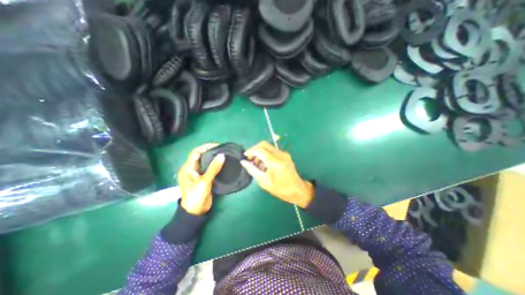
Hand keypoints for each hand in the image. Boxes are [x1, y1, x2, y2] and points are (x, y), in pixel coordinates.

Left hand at [178, 144, 223, 214]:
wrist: (195, 212)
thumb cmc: (196, 196)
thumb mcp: (205, 181)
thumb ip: (213, 168)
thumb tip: (222, 155)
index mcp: (188, 168)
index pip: (196, 152)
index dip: (206, 147)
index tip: (217, 145)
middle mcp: (192, 169)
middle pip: (201, 156)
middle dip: (211, 151)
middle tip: (222, 149)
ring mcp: (198, 174)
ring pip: (205, 162)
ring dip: (213, 158)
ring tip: (224, 154)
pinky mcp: (204, 178)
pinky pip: (209, 168)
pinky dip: (215, 164)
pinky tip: (222, 163)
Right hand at [239, 142, 312, 207]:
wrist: (297, 190)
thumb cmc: (280, 188)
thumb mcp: (263, 181)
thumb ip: (252, 169)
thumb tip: (243, 162)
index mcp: (275, 161)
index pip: (260, 150)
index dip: (250, 151)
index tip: (245, 156)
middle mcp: (280, 154)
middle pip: (264, 144)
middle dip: (255, 149)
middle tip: (250, 159)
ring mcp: (284, 154)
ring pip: (269, 147)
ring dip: (261, 152)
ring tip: (257, 164)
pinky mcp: (286, 155)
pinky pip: (273, 151)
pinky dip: (266, 154)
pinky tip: (265, 164)